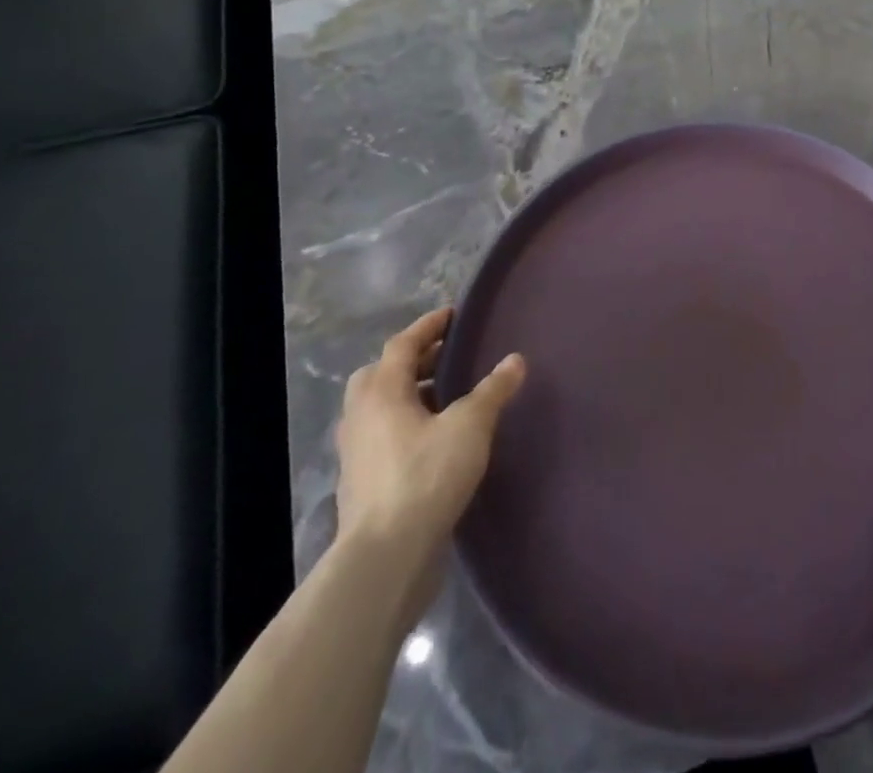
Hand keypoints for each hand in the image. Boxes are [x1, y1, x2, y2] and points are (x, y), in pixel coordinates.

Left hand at [334, 307, 526, 617]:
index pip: (402, 344)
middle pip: (382, 374)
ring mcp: (356, 453)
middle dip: (414, 361)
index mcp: (381, 392)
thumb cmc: (426, 476)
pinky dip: (407, 427)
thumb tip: (516, 360)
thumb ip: (493, 390)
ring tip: (448, 398)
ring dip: (410, 396)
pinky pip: (383, 438)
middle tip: (448, 357)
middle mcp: (361, 416)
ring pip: (380, 409)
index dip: (428, 326)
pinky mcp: (361, 485)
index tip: (453, 314)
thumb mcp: (470, 425)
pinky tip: (435, 441)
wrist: (385, 558)